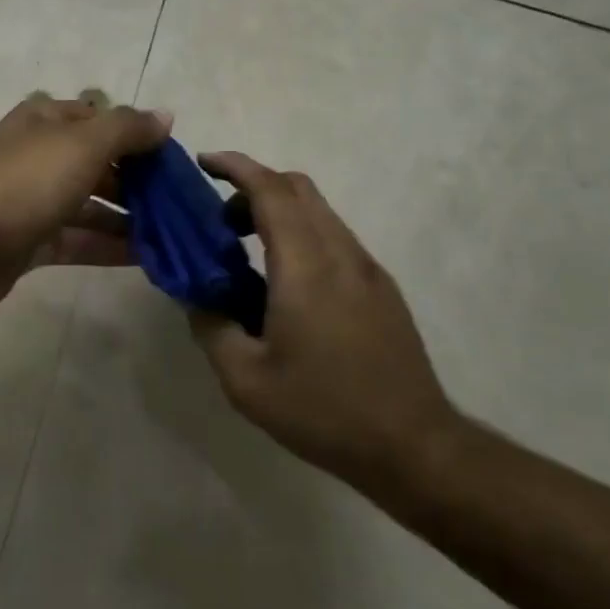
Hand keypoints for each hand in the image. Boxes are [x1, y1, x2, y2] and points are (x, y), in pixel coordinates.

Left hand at [0, 94, 172, 318]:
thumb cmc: (24, 183)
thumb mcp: (83, 144)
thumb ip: (127, 128)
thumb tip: (165, 116)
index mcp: (44, 120)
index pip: (100, 119)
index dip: (136, 135)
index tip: (174, 160)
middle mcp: (36, 154)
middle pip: (96, 162)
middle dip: (136, 181)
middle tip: (179, 203)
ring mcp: (30, 199)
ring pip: (88, 204)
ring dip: (127, 217)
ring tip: (172, 234)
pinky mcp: (27, 241)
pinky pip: (76, 239)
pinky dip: (107, 245)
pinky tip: (145, 257)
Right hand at [188, 151, 463, 495]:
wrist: (414, 446)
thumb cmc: (324, 411)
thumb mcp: (246, 380)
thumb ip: (211, 326)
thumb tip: (195, 294)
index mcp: (306, 267)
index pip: (271, 189)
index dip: (235, 166)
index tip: (203, 162)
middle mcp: (341, 253)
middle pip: (298, 188)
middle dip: (253, 185)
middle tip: (219, 218)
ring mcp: (367, 268)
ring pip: (319, 211)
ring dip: (278, 211)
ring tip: (245, 251)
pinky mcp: (382, 288)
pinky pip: (334, 238)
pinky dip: (301, 235)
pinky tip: (284, 282)